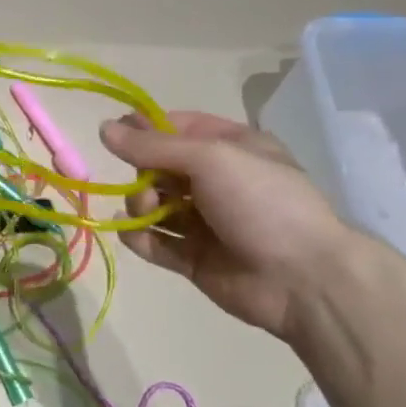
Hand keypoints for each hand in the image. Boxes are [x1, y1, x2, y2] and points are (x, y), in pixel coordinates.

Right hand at [100, 111, 353, 342]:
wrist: (302, 279)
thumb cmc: (262, 202)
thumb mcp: (210, 159)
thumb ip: (152, 146)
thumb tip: (103, 128)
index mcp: (231, 148)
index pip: (177, 128)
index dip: (145, 129)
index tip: (114, 136)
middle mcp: (217, 181)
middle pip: (159, 167)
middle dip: (143, 173)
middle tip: (147, 187)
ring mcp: (205, 222)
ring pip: (154, 205)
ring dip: (139, 205)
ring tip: (147, 214)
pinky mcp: (193, 258)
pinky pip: (155, 242)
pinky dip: (139, 237)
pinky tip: (133, 235)